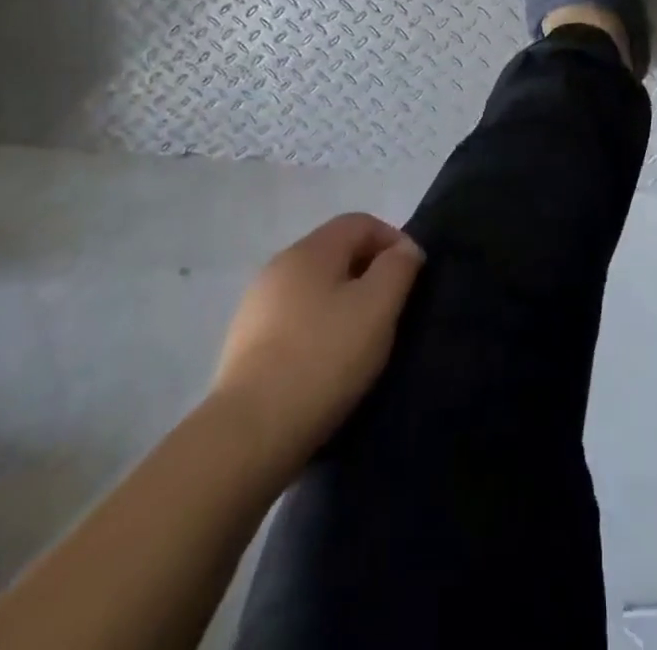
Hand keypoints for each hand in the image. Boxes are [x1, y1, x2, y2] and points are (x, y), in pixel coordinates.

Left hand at [208, 213, 425, 464]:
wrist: (248, 434)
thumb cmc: (323, 358)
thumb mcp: (378, 306)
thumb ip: (398, 267)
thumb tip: (403, 249)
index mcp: (310, 250)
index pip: (361, 222)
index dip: (393, 241)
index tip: (412, 278)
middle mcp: (279, 266)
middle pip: (336, 252)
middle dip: (369, 273)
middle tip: (391, 311)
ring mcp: (256, 306)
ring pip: (315, 288)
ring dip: (343, 303)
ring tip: (361, 342)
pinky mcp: (244, 345)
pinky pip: (294, 320)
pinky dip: (317, 329)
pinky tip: (326, 364)